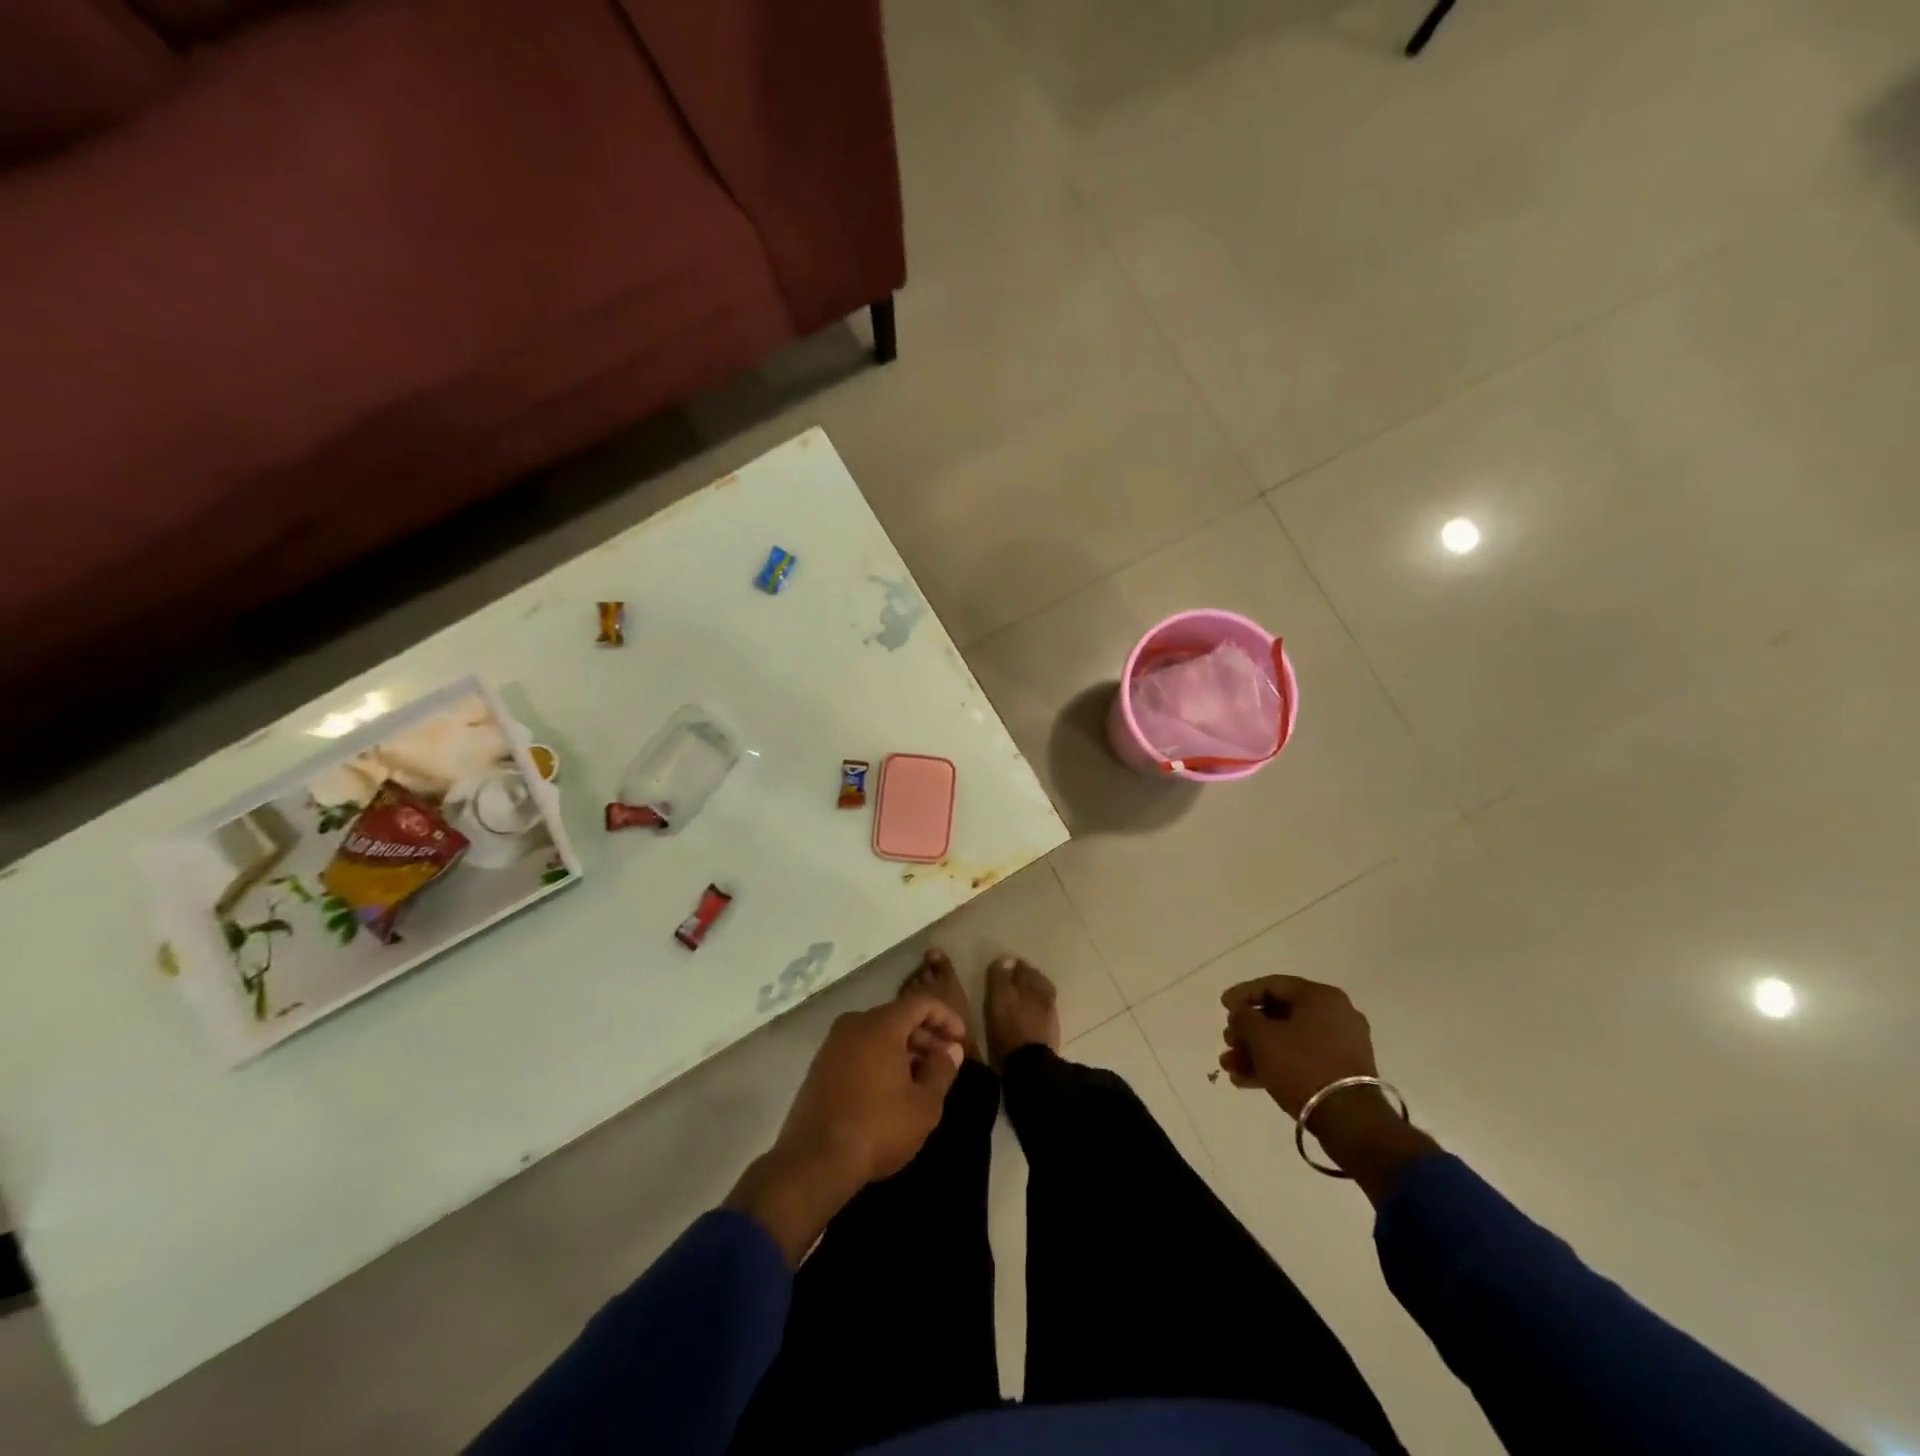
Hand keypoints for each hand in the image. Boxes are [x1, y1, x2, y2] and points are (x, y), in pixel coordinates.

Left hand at [728, 994, 966, 1260]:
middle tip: (945, 1060)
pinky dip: (881, 1058)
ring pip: (877, 1034)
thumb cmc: (877, 1128)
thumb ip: (942, 1071)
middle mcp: (854, 1024)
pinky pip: (859, 1049)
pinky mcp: (820, 1066)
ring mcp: (833, 1044)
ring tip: (922, 1078)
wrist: (813, 1162)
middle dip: (926, 1035)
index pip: (920, 1002)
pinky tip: (892, 1088)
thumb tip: (951, 1050)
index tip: (961, 1039)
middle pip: (898, 1016)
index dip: (946, 1016)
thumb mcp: (923, 1105)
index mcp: (881, 1024)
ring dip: (904, 1049)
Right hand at [1220, 975, 1436, 1202]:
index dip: (1242, 994)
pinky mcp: (1341, 1072)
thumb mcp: (1262, 1037)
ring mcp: (1342, 1045)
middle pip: (1279, 1014)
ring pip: (1288, 1040)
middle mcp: (1335, 1015)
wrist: (1350, 1121)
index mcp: (1320, 997)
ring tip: (1230, 1067)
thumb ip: (1244, 1017)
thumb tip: (1242, 1014)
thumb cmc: (1302, 1066)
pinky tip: (1246, 1080)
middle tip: (1227, 1042)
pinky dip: (1275, 1065)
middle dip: (1247, 1030)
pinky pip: (1301, 1059)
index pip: (1272, 985)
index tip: (1222, 1007)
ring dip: (1256, 1051)